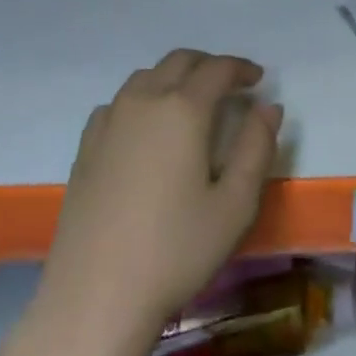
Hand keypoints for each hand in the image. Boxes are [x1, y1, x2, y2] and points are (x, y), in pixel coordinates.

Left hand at [33, 50, 280, 353]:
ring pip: (146, 77)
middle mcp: (143, 102)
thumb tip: (269, 107)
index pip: (217, 69)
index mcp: (182, 109)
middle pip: (178, 62)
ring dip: (174, 78)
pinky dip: (143, 99)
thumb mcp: (235, 204)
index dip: (242, 69)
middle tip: (231, 87)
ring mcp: (108, 121)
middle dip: (209, 66)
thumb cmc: (176, 249)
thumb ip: (257, 147)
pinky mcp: (86, 146)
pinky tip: (148, 129)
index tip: (259, 80)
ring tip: (193, 104)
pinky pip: (119, 102)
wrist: (96, 294)